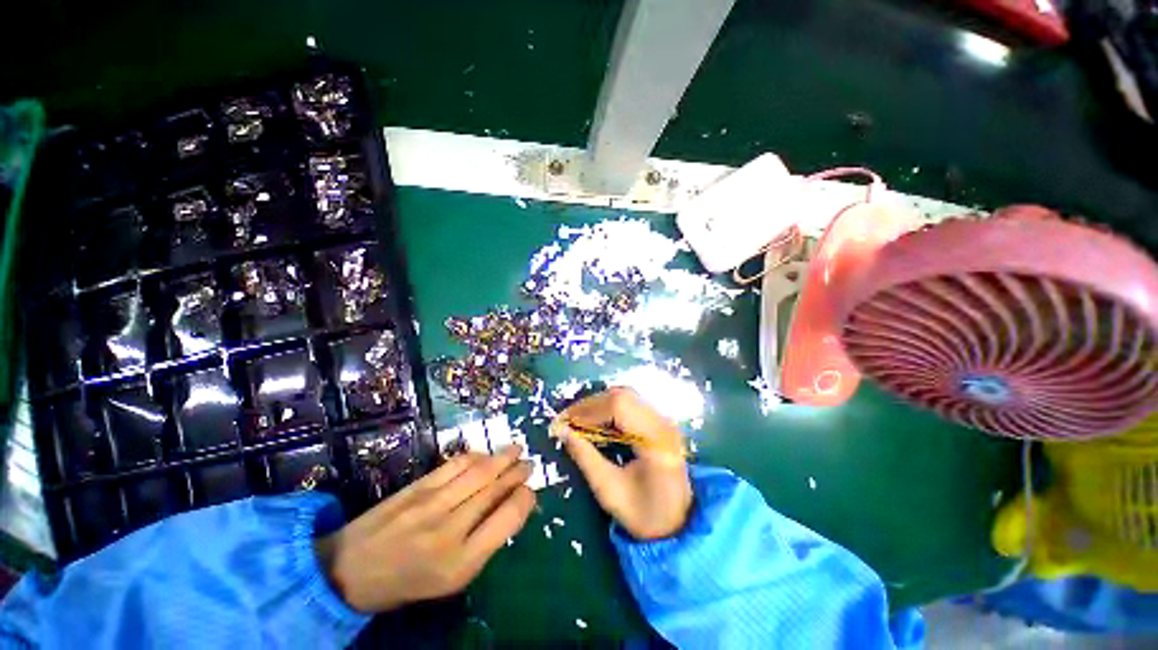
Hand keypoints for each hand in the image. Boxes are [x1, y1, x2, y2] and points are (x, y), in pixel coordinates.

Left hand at [314, 445, 535, 612]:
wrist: (350, 571)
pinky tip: (485, 455)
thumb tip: (510, 508)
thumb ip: (483, 544)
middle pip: (494, 490)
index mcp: (462, 562)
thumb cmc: (408, 581)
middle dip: (517, 473)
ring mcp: (431, 504)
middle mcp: (449, 530)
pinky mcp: (417, 487)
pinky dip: (476, 456)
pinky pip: (455, 465)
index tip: (530, 491)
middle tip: (529, 463)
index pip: (507, 519)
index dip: (524, 499)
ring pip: (478, 472)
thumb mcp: (452, 579)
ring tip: (516, 450)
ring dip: (502, 457)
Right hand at [555, 388, 691, 540]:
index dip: (588, 409)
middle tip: (568, 420)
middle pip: (622, 396)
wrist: (679, 523)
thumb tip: (562, 431)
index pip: (619, 406)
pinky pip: (631, 403)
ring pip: (626, 396)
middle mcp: (663, 423)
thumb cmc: (644, 514)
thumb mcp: (609, 490)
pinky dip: (609, 407)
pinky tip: (596, 421)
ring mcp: (664, 419)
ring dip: (599, 404)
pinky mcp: (660, 421)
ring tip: (579, 420)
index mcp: (655, 441)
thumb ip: (585, 457)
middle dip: (590, 405)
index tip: (564, 422)